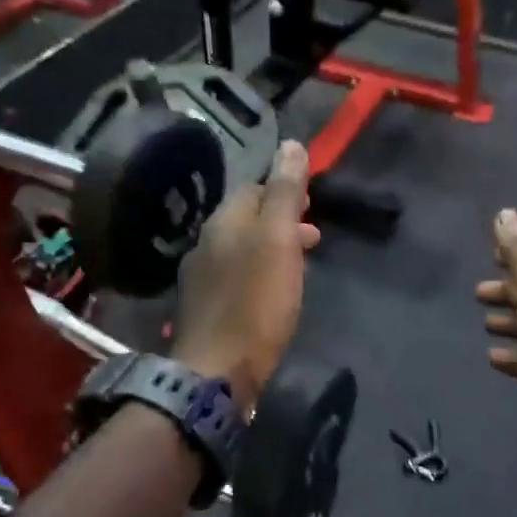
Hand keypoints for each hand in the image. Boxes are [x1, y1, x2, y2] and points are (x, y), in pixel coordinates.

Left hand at [173, 140, 320, 411]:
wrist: (218, 371)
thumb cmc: (255, 302)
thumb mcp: (278, 240)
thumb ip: (284, 193)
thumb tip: (290, 144)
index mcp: (224, 222)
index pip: (254, 189)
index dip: (284, 190)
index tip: (311, 203)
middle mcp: (207, 244)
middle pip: (247, 219)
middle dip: (281, 220)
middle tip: (313, 234)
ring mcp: (203, 278)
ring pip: (243, 249)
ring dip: (273, 247)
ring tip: (302, 263)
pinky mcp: (208, 309)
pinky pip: (238, 277)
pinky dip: (261, 273)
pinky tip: (274, 292)